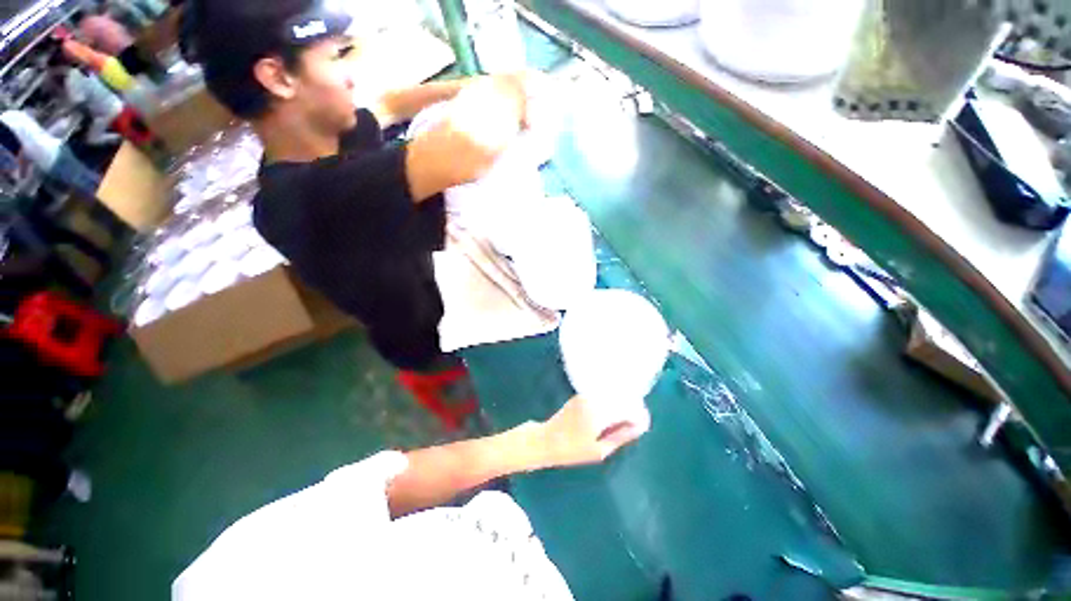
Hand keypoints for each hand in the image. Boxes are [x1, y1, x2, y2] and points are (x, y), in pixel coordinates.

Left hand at [532, 395, 648, 468]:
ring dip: (621, 405)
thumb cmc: (572, 450)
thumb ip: (621, 436)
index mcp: (599, 411)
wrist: (545, 440)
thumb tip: (640, 426)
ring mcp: (587, 394)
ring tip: (620, 424)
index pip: (629, 407)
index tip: (642, 428)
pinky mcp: (582, 394)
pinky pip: (603, 395)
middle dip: (632, 410)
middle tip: (633, 427)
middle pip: (623, 397)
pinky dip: (611, 403)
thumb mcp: (599, 450)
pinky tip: (608, 418)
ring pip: (613, 394)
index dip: (640, 416)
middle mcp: (594, 397)